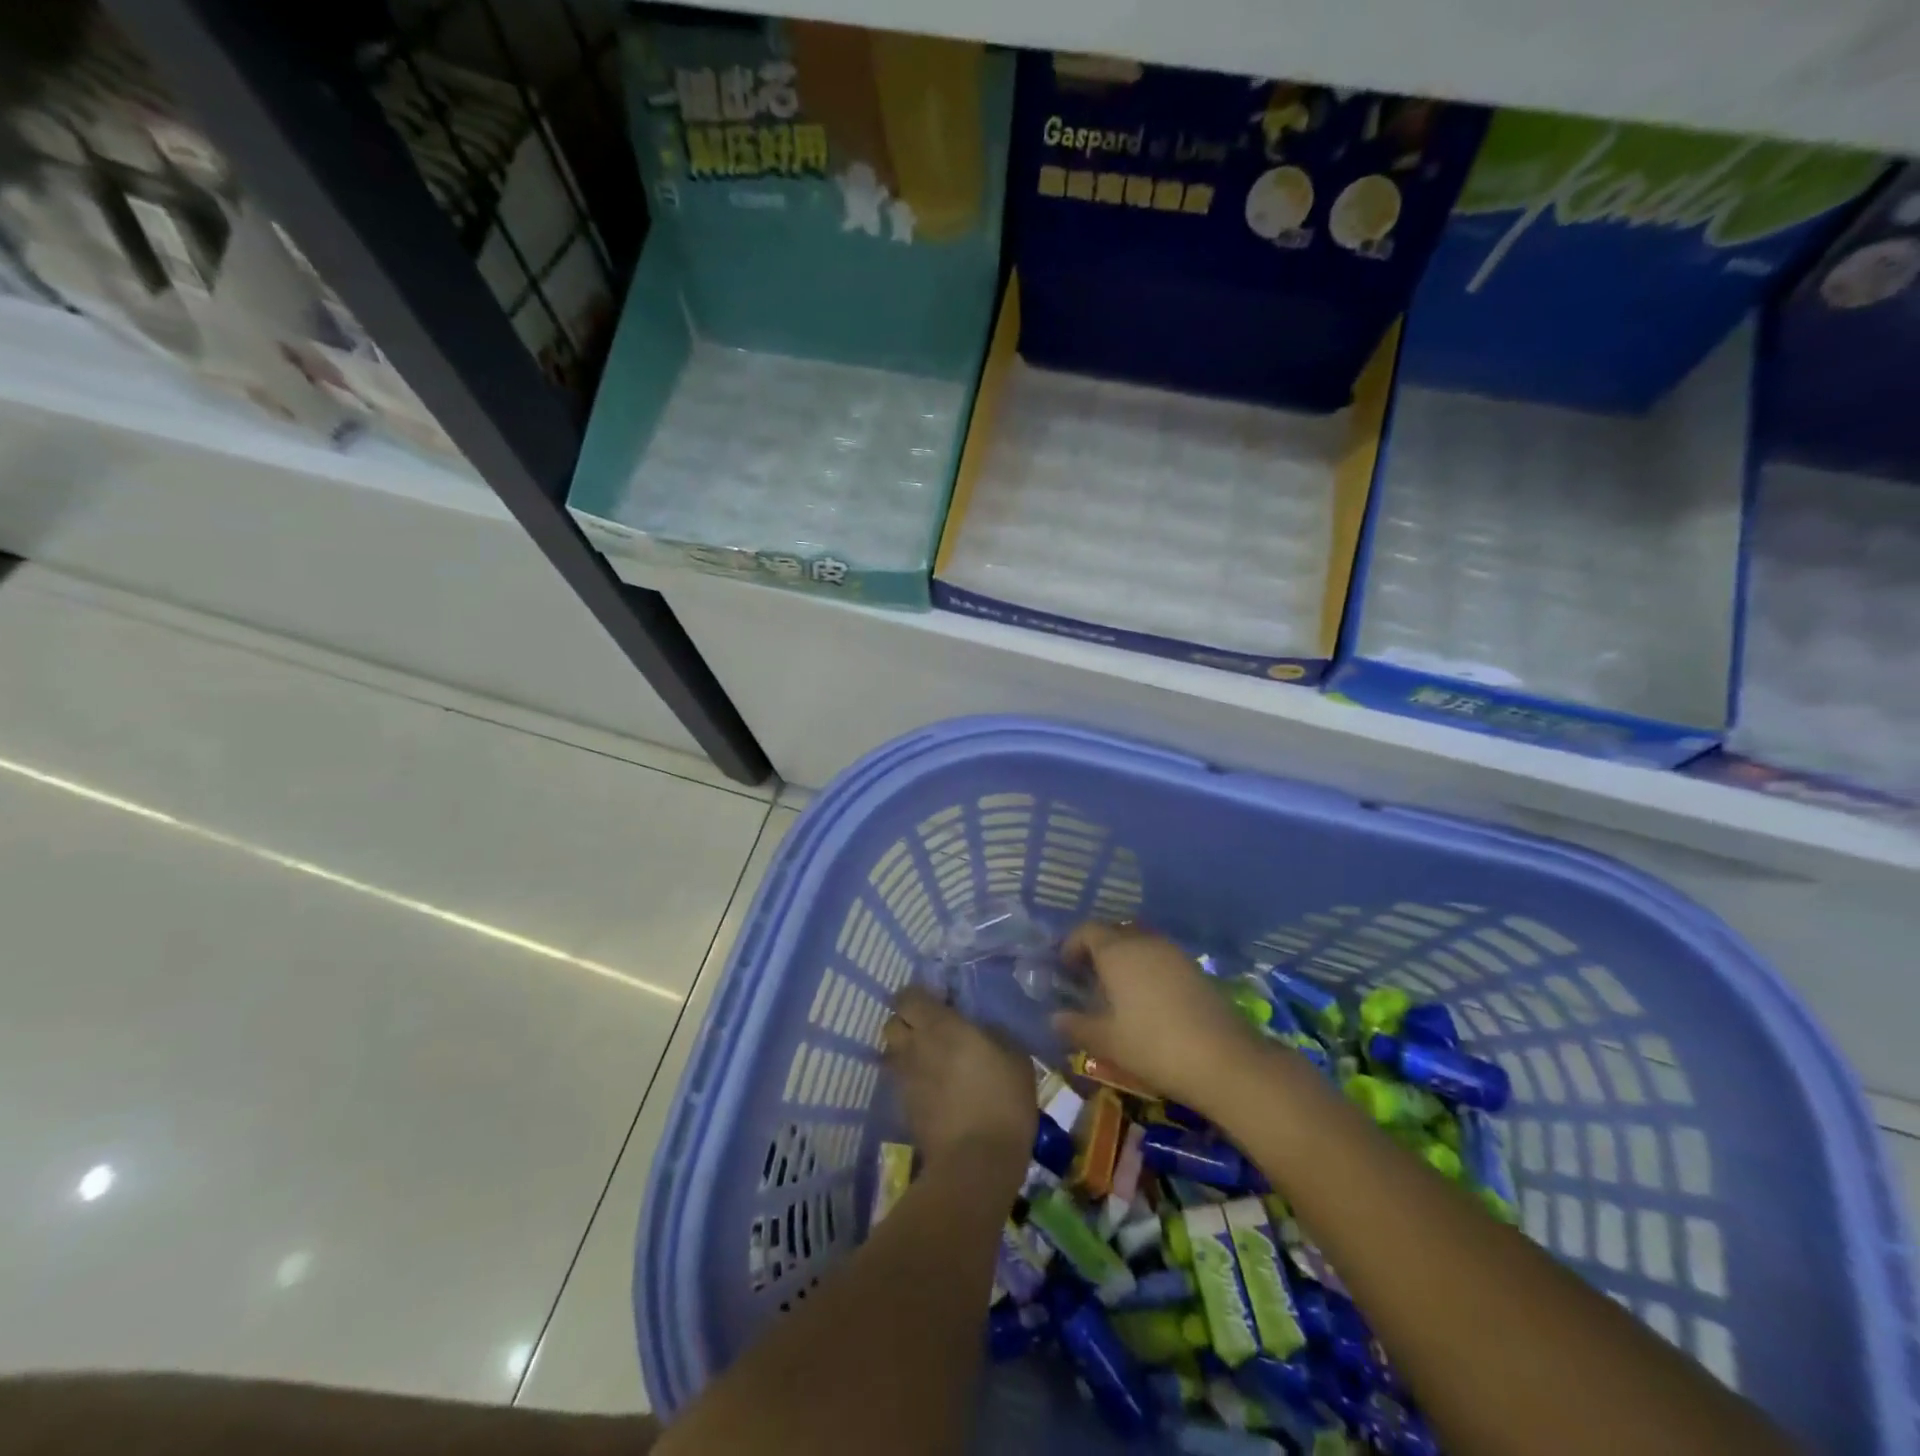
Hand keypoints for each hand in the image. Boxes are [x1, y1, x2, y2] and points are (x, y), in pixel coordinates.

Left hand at [882, 988, 1035, 1178]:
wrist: (976, 1162)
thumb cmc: (1002, 1101)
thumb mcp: (1016, 1058)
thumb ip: (994, 1034)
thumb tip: (983, 1029)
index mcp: (940, 1025)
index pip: (908, 996)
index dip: (918, 996)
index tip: (937, 1002)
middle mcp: (915, 1046)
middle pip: (892, 1022)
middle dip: (905, 1022)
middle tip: (929, 1029)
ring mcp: (905, 1079)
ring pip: (892, 1053)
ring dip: (905, 1051)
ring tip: (929, 1060)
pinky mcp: (902, 1108)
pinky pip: (900, 1082)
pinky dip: (910, 1080)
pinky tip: (933, 1090)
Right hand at [1053, 922, 1263, 1108]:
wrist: (1223, 1059)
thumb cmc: (1153, 1045)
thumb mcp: (1106, 1041)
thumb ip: (1076, 1025)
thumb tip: (1055, 1017)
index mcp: (1117, 951)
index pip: (1086, 930)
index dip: (1071, 945)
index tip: (1064, 968)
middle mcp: (1144, 941)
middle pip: (1114, 932)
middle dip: (1097, 949)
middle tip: (1087, 977)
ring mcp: (1173, 952)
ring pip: (1139, 942)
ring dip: (1123, 958)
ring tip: (1116, 990)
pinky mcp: (1194, 968)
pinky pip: (1160, 957)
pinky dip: (1146, 968)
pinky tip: (1146, 999)